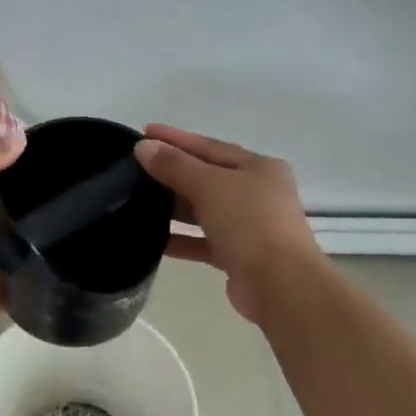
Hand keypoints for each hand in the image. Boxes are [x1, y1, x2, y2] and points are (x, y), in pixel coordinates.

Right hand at [134, 124, 322, 322]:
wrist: (280, 284)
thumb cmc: (249, 222)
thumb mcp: (210, 186)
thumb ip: (175, 166)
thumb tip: (143, 147)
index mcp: (259, 167)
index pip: (209, 146)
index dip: (176, 139)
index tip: (143, 131)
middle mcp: (258, 193)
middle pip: (208, 177)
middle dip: (173, 172)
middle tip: (135, 167)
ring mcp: (250, 226)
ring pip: (205, 210)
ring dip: (175, 207)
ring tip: (138, 201)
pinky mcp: (240, 256)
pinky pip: (204, 241)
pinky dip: (182, 239)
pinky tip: (154, 240)